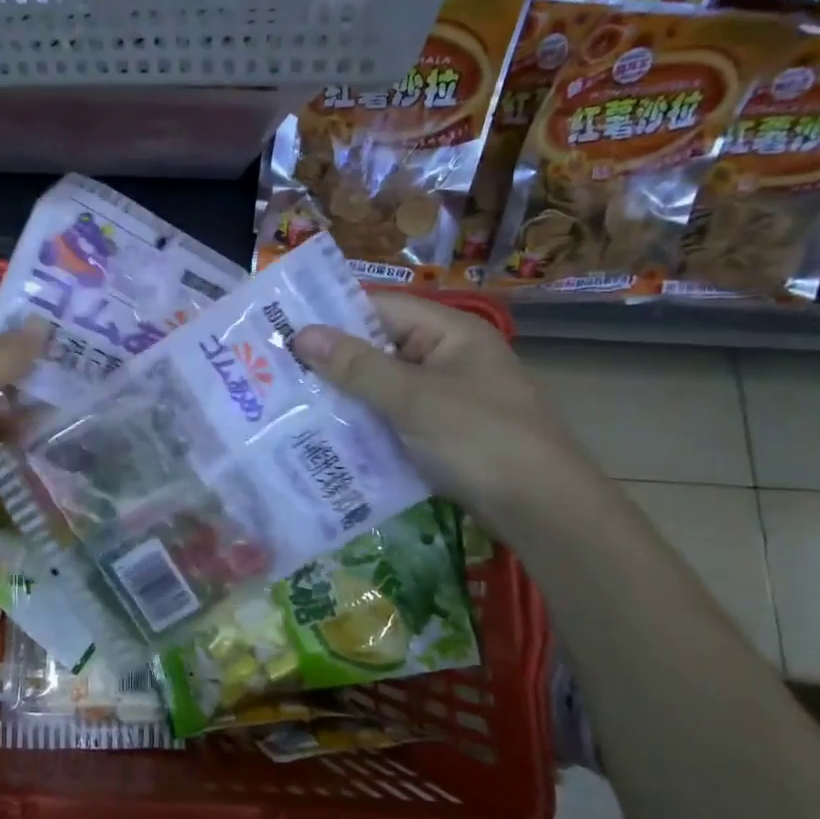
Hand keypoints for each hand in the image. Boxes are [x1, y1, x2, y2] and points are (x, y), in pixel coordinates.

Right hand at [290, 292, 600, 534]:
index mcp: (450, 333)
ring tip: (289, 403)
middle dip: (331, 361)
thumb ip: (357, 366)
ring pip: (382, 387)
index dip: (333, 316)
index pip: (381, 308)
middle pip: (379, 347)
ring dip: (343, 396)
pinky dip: (363, 424)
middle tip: (275, 371)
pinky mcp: (441, 433)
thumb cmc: (481, 440)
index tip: (282, 329)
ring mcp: (446, 397)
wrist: (544, 510)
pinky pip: (392, 418)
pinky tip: (325, 437)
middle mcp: (447, 358)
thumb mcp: (413, 399)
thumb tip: (301, 335)